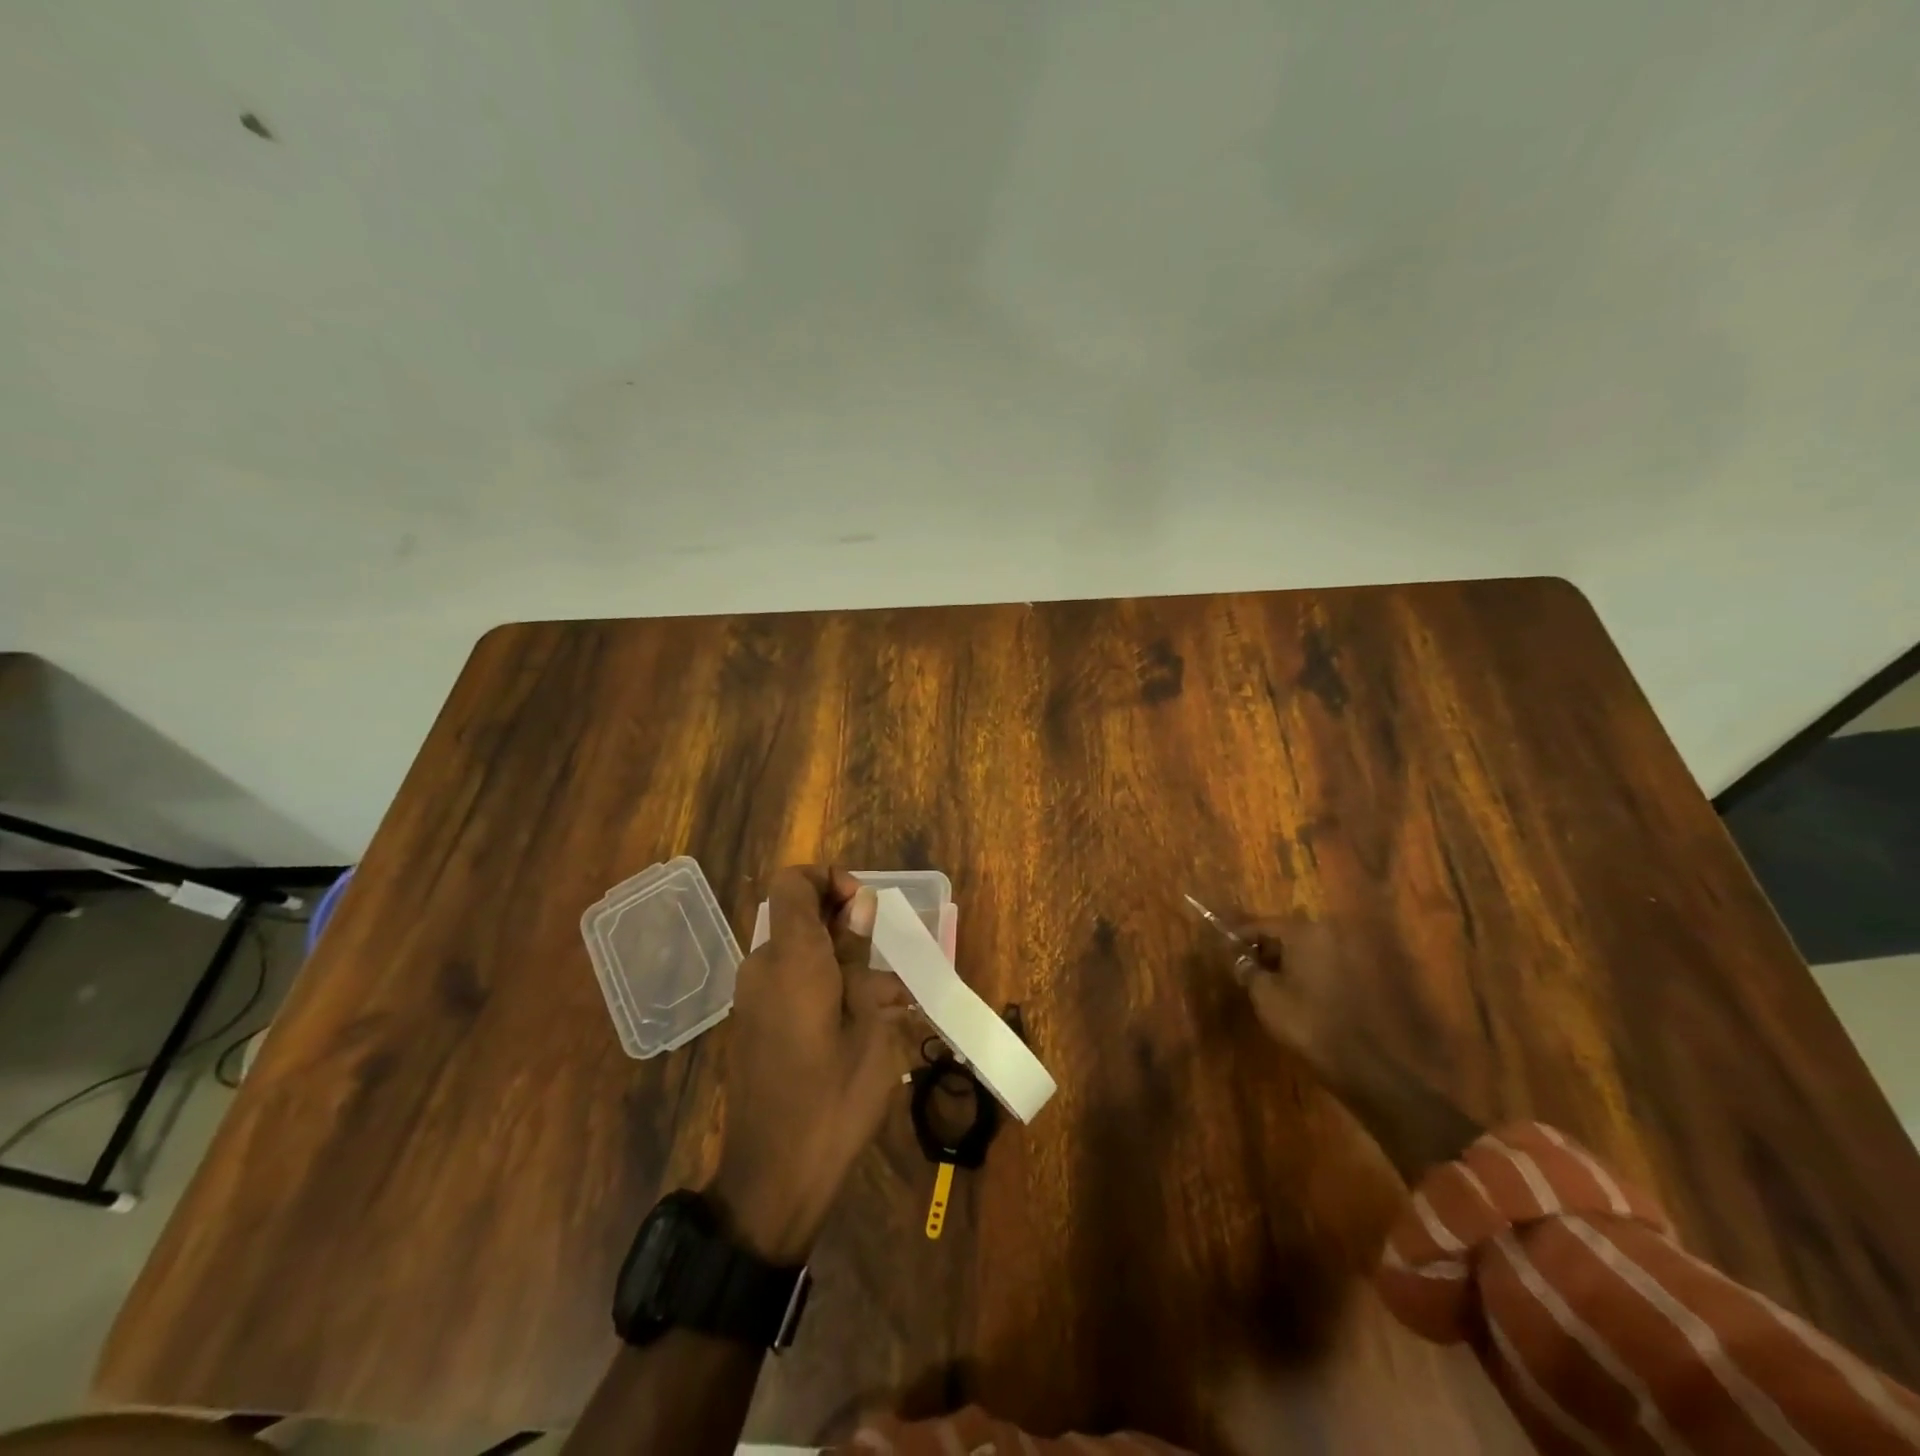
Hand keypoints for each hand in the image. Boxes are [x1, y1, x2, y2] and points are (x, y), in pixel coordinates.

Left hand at [709, 866, 914, 1263]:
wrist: (774, 1178)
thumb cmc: (834, 1097)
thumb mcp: (868, 1023)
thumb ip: (859, 957)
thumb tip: (859, 906)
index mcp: (791, 958)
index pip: (793, 882)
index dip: (828, 879)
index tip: (863, 908)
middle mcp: (763, 968)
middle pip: (799, 918)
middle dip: (846, 928)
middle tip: (887, 963)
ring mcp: (752, 999)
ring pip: (801, 956)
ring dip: (842, 964)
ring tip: (888, 1003)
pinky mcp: (753, 1026)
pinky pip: (790, 985)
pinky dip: (824, 989)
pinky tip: (861, 1026)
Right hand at [1222, 913, 1482, 1182]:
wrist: (1370, 1065)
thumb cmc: (1309, 1022)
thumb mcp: (1265, 996)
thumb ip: (1247, 970)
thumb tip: (1239, 959)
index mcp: (1305, 932)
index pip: (1262, 924)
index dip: (1239, 936)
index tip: (1223, 948)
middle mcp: (1332, 934)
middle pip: (1289, 934)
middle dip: (1266, 949)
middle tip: (1247, 968)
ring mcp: (1353, 955)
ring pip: (1310, 950)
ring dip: (1290, 962)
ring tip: (1271, 984)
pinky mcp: (1366, 978)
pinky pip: (1327, 966)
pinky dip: (1310, 974)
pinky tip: (1300, 996)